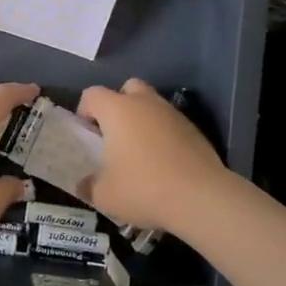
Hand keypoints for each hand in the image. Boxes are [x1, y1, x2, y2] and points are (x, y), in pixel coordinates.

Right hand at [77, 78, 229, 232]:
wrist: (201, 197)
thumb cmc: (144, 188)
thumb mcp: (105, 195)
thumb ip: (89, 186)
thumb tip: (84, 185)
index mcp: (118, 110)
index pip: (92, 94)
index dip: (84, 110)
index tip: (87, 134)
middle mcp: (145, 104)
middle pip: (128, 88)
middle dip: (118, 105)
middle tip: (114, 134)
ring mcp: (173, 114)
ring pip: (152, 105)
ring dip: (143, 121)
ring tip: (139, 152)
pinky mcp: (194, 130)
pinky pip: (170, 124)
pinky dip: (163, 136)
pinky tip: (163, 163)